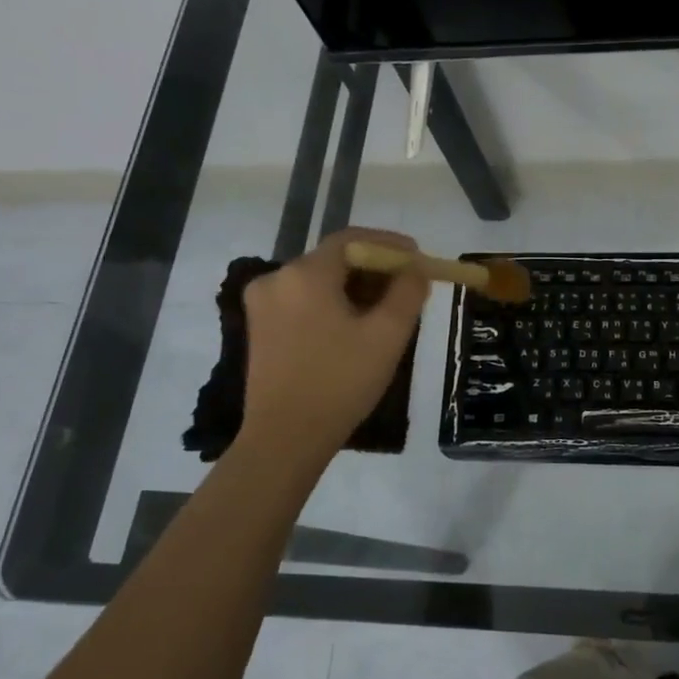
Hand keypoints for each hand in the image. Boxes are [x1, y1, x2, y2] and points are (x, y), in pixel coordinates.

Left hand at [238, 228, 430, 470]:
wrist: (286, 439)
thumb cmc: (340, 383)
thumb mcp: (388, 335)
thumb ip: (407, 292)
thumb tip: (415, 270)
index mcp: (305, 274)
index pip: (352, 240)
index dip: (389, 244)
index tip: (418, 258)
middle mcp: (276, 278)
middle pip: (335, 259)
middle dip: (375, 269)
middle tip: (408, 287)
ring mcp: (263, 303)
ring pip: (320, 281)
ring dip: (355, 288)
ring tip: (387, 310)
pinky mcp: (260, 327)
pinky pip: (304, 300)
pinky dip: (333, 303)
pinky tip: (355, 326)